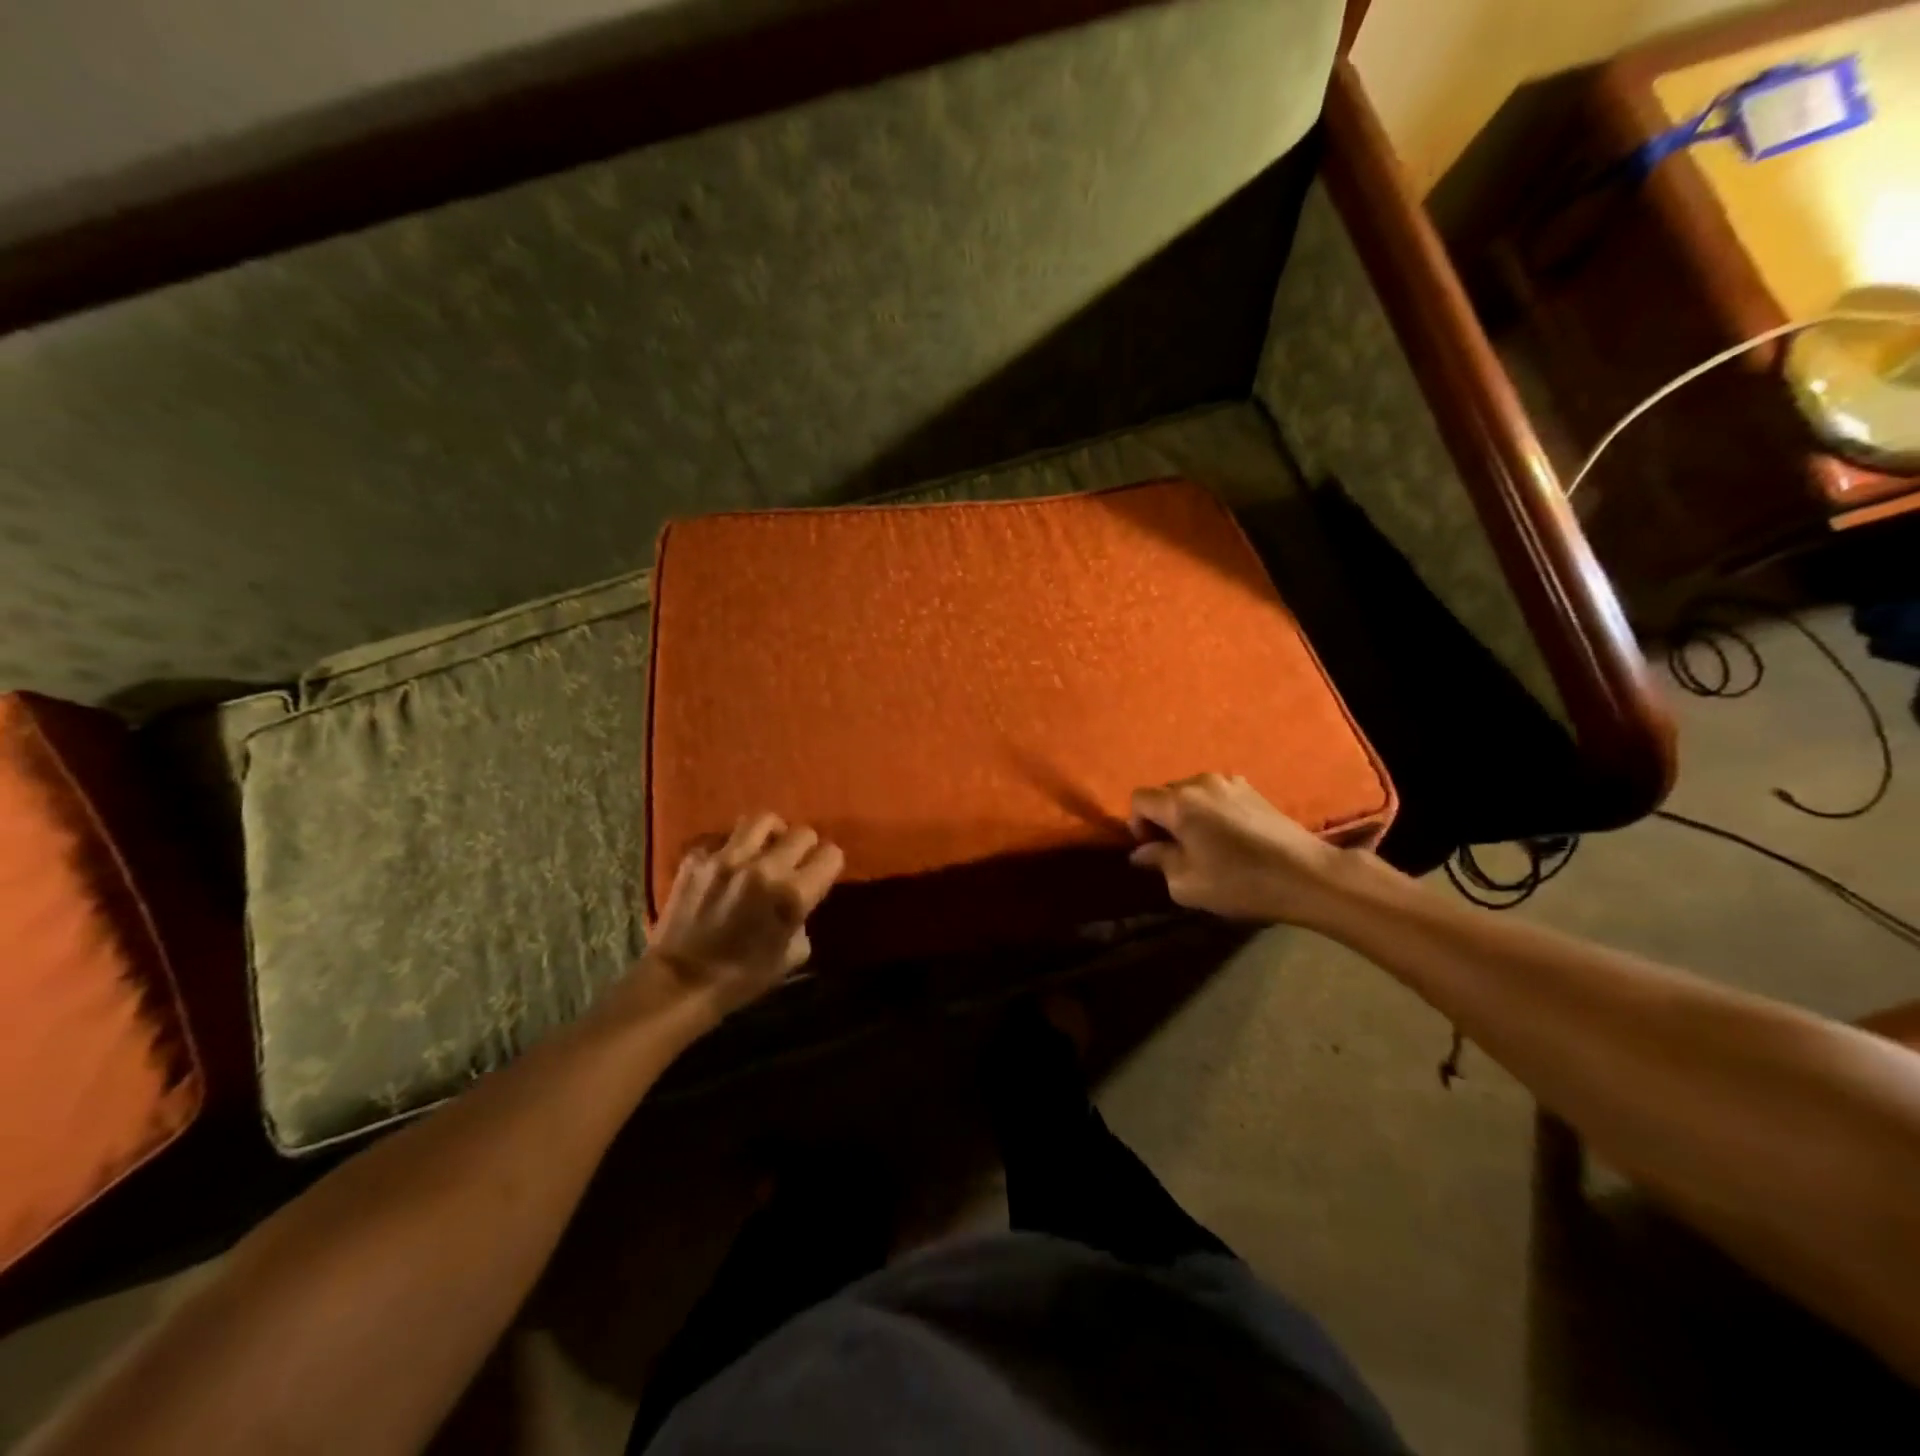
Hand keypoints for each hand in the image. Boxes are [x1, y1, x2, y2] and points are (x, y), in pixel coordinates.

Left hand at [645, 814, 844, 1019]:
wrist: (679, 983)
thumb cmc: (741, 978)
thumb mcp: (792, 956)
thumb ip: (802, 919)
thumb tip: (799, 903)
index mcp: (792, 894)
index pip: (831, 855)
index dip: (829, 865)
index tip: (821, 876)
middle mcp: (763, 868)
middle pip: (802, 833)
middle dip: (805, 847)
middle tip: (796, 863)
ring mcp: (726, 858)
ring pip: (763, 820)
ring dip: (772, 834)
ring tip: (766, 848)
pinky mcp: (697, 858)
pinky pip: (724, 838)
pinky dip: (731, 847)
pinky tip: (729, 865)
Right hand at [1128, 773, 1349, 924]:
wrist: (1306, 875)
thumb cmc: (1239, 882)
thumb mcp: (1186, 883)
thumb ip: (1158, 861)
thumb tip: (1142, 852)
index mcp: (1179, 802)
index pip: (1138, 799)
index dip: (1137, 825)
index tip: (1153, 850)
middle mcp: (1200, 782)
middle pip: (1164, 793)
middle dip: (1162, 819)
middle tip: (1176, 851)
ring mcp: (1229, 782)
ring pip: (1191, 793)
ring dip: (1187, 814)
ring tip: (1203, 843)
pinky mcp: (1251, 789)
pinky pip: (1215, 795)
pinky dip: (1210, 811)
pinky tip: (1228, 837)